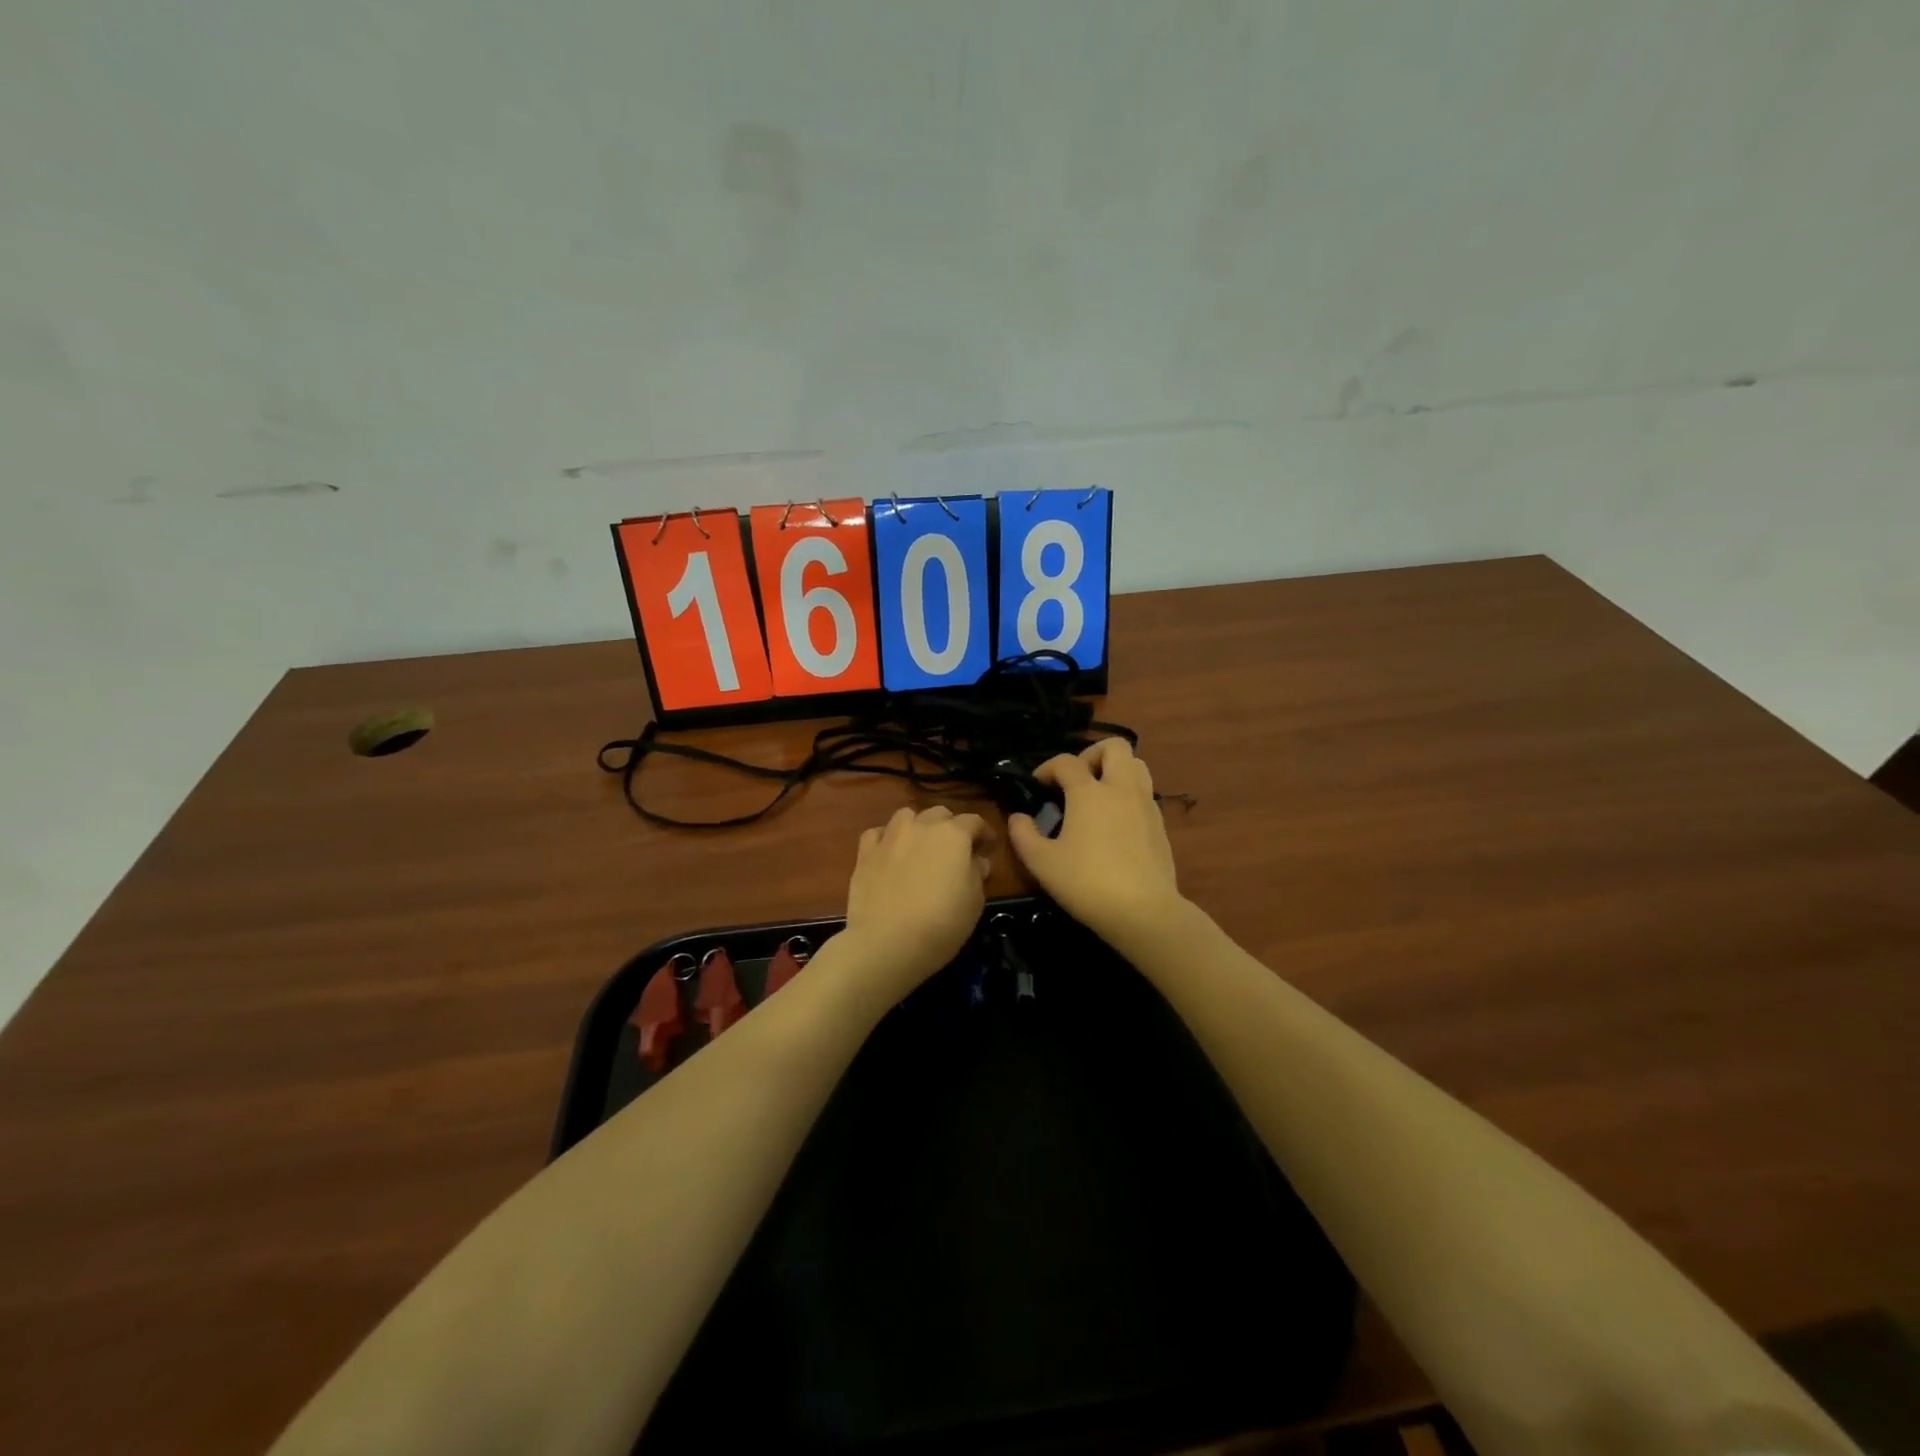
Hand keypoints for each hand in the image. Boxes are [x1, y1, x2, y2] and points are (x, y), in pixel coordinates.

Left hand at [839, 806, 992, 999]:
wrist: (887, 942)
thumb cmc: (942, 923)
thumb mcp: (975, 901)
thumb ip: (976, 874)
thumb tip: (976, 861)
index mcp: (954, 834)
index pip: (974, 821)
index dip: (984, 834)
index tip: (988, 849)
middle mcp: (922, 826)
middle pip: (940, 814)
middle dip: (951, 827)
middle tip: (955, 852)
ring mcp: (890, 837)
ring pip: (907, 816)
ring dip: (918, 826)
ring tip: (920, 847)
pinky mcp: (865, 853)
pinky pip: (877, 834)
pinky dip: (886, 839)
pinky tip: (889, 854)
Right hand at [1007, 739, 1183, 946]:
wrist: (1143, 911)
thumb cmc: (1086, 883)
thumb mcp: (1042, 863)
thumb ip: (1023, 836)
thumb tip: (1017, 817)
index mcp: (1089, 792)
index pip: (1066, 762)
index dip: (1047, 768)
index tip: (1037, 785)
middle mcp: (1120, 789)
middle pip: (1114, 747)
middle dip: (1091, 755)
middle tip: (1076, 779)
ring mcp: (1145, 804)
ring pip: (1137, 765)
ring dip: (1116, 770)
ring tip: (1099, 794)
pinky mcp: (1160, 824)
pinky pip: (1145, 792)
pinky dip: (1129, 794)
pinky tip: (1116, 821)